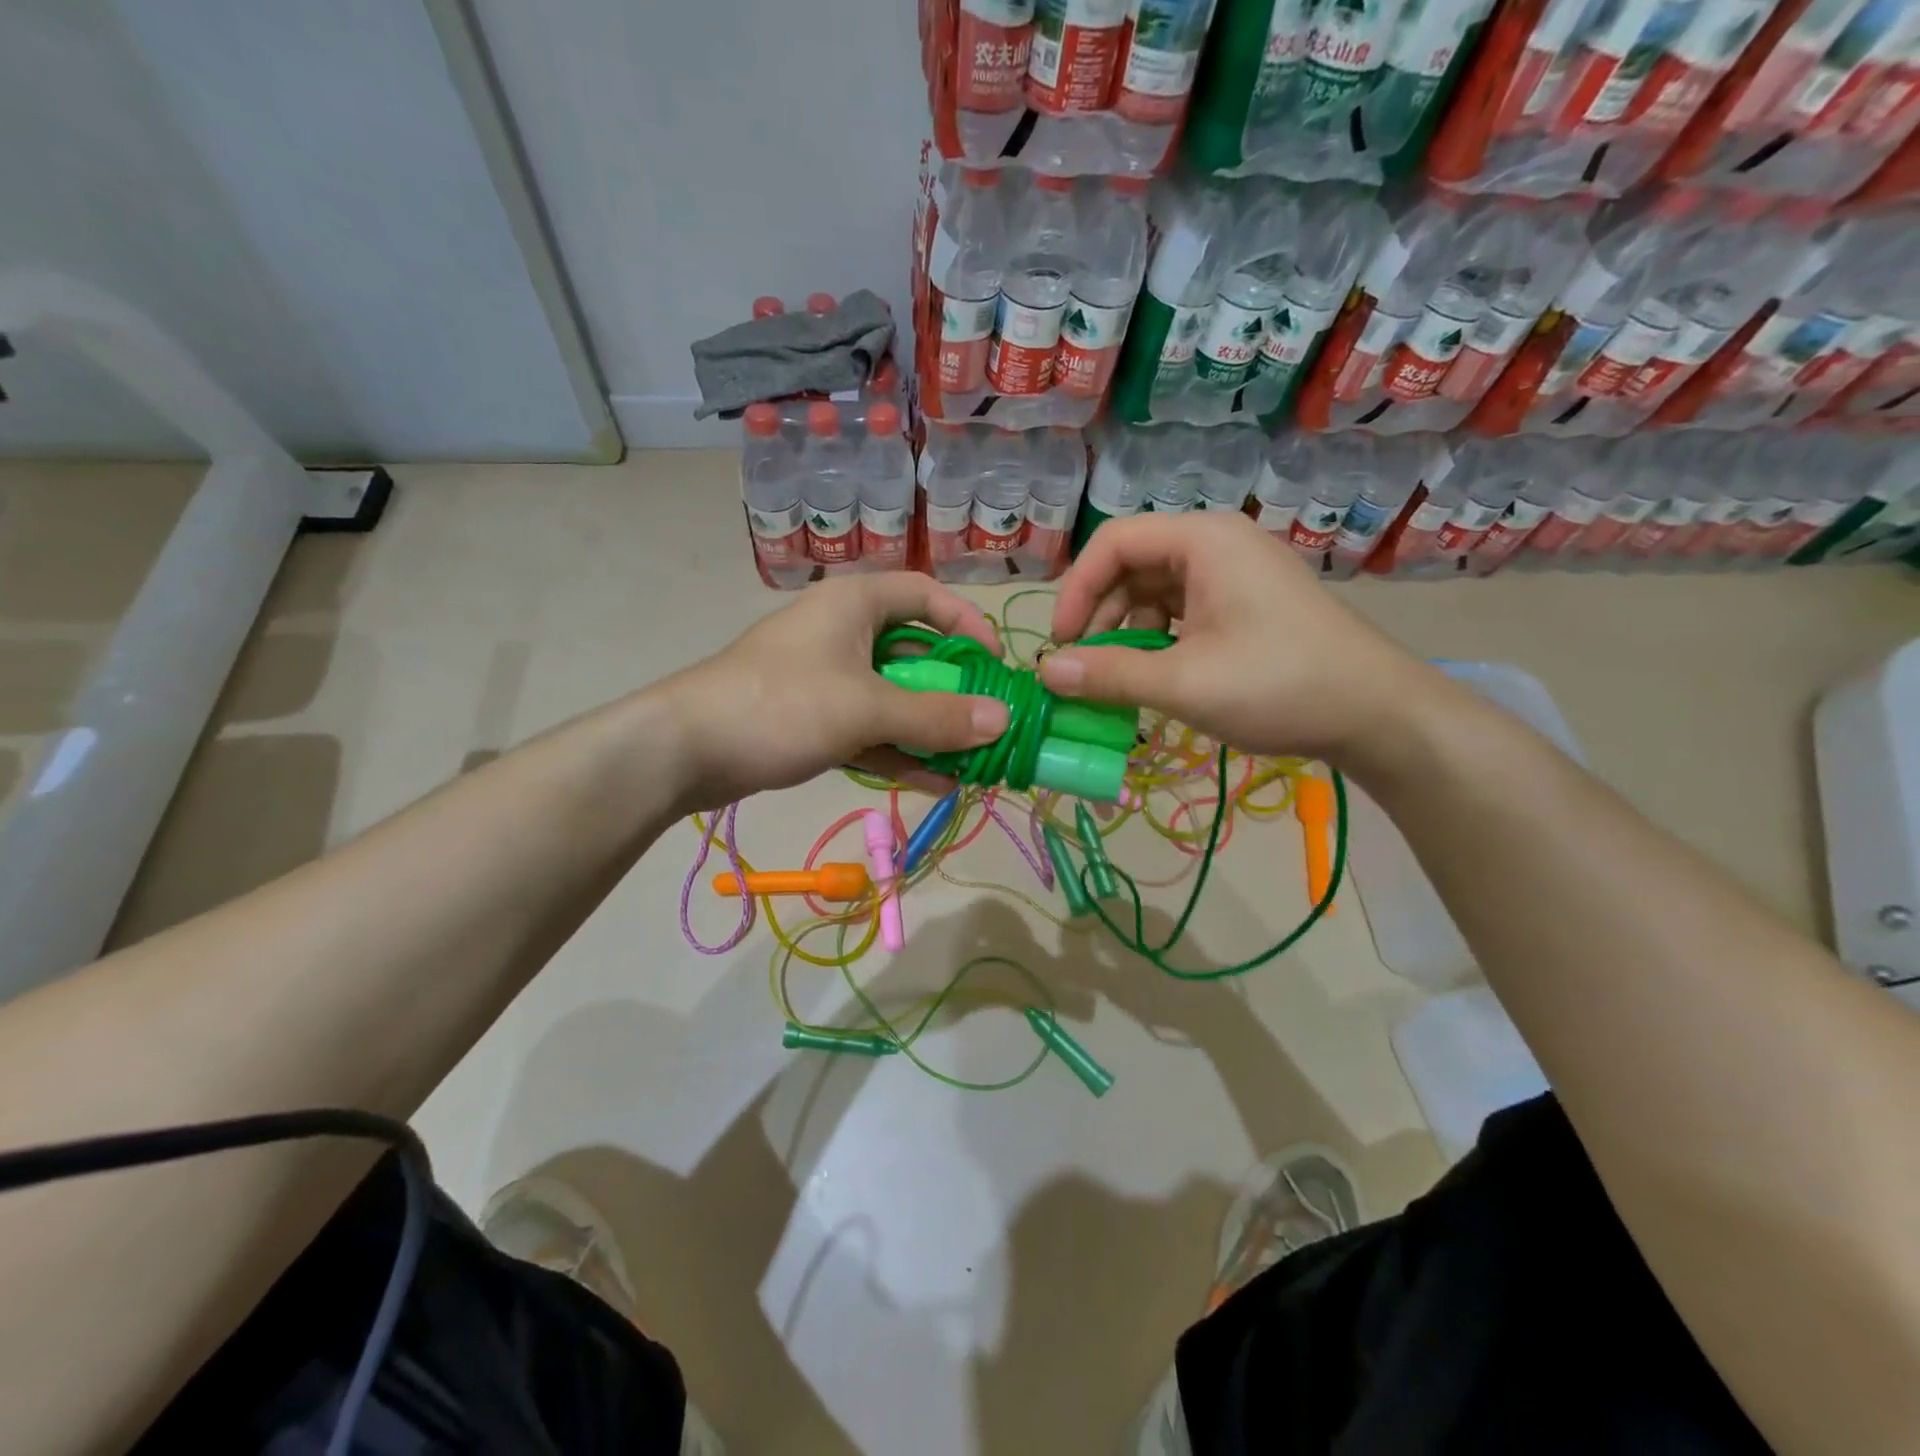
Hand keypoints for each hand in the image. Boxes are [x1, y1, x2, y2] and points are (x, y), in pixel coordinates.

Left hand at [659, 573, 1010, 808]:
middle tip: (991, 724)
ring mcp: (827, 679)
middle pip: (915, 653)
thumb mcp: (866, 708)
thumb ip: (936, 716)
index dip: (968, 624)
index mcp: (855, 605)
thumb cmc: (781, 706)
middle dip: (954, 691)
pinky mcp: (813, 719)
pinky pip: (869, 729)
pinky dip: (900, 751)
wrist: (685, 750)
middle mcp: (844, 634)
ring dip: (931, 728)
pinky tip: (936, 781)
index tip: (997, 665)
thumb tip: (1003, 720)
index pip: (926, 596)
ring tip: (974, 762)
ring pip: (894, 697)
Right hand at [1038, 512, 1432, 765]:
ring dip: (1126, 632)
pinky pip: (1181, 611)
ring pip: (1154, 591)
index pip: (1113, 542)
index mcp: (1203, 541)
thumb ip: (1109, 675)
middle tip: (1084, 667)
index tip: (1061, 643)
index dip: (1077, 589)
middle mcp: (1216, 545)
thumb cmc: (1279, 685)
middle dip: (1100, 615)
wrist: (1377, 713)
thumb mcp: (1184, 683)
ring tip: (1119, 679)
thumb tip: (1045, 672)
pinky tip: (1154, 676)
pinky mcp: (1245, 605)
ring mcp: (1234, 575)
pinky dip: (1157, 640)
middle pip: (1132, 565)